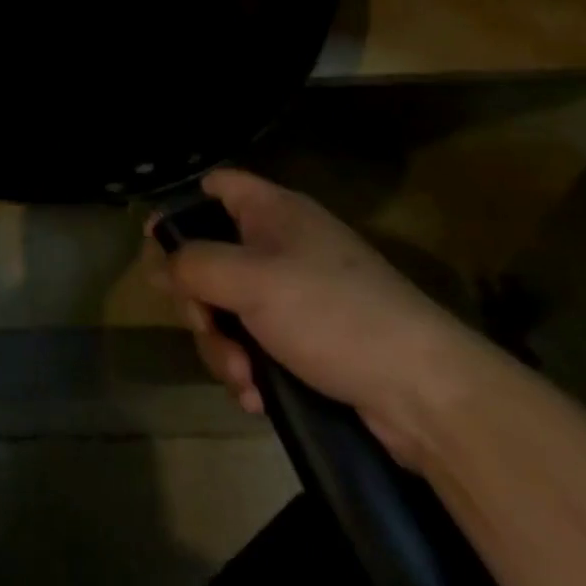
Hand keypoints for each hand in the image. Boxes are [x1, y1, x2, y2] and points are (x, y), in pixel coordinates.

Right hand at [154, 169, 491, 467]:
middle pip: (211, 256)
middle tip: (203, 326)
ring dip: (222, 346)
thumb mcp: (250, 280)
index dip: (182, 208)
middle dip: (198, 301)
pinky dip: (248, 369)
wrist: (427, 395)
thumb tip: (161, 260)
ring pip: (228, 308)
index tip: (158, 247)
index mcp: (273, 212)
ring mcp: (297, 295)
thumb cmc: (332, 315)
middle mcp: (282, 246)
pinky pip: (256, 345)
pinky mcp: (310, 342)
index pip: (216, 186)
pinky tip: (256, 399)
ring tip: (243, 381)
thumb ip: (194, 263)